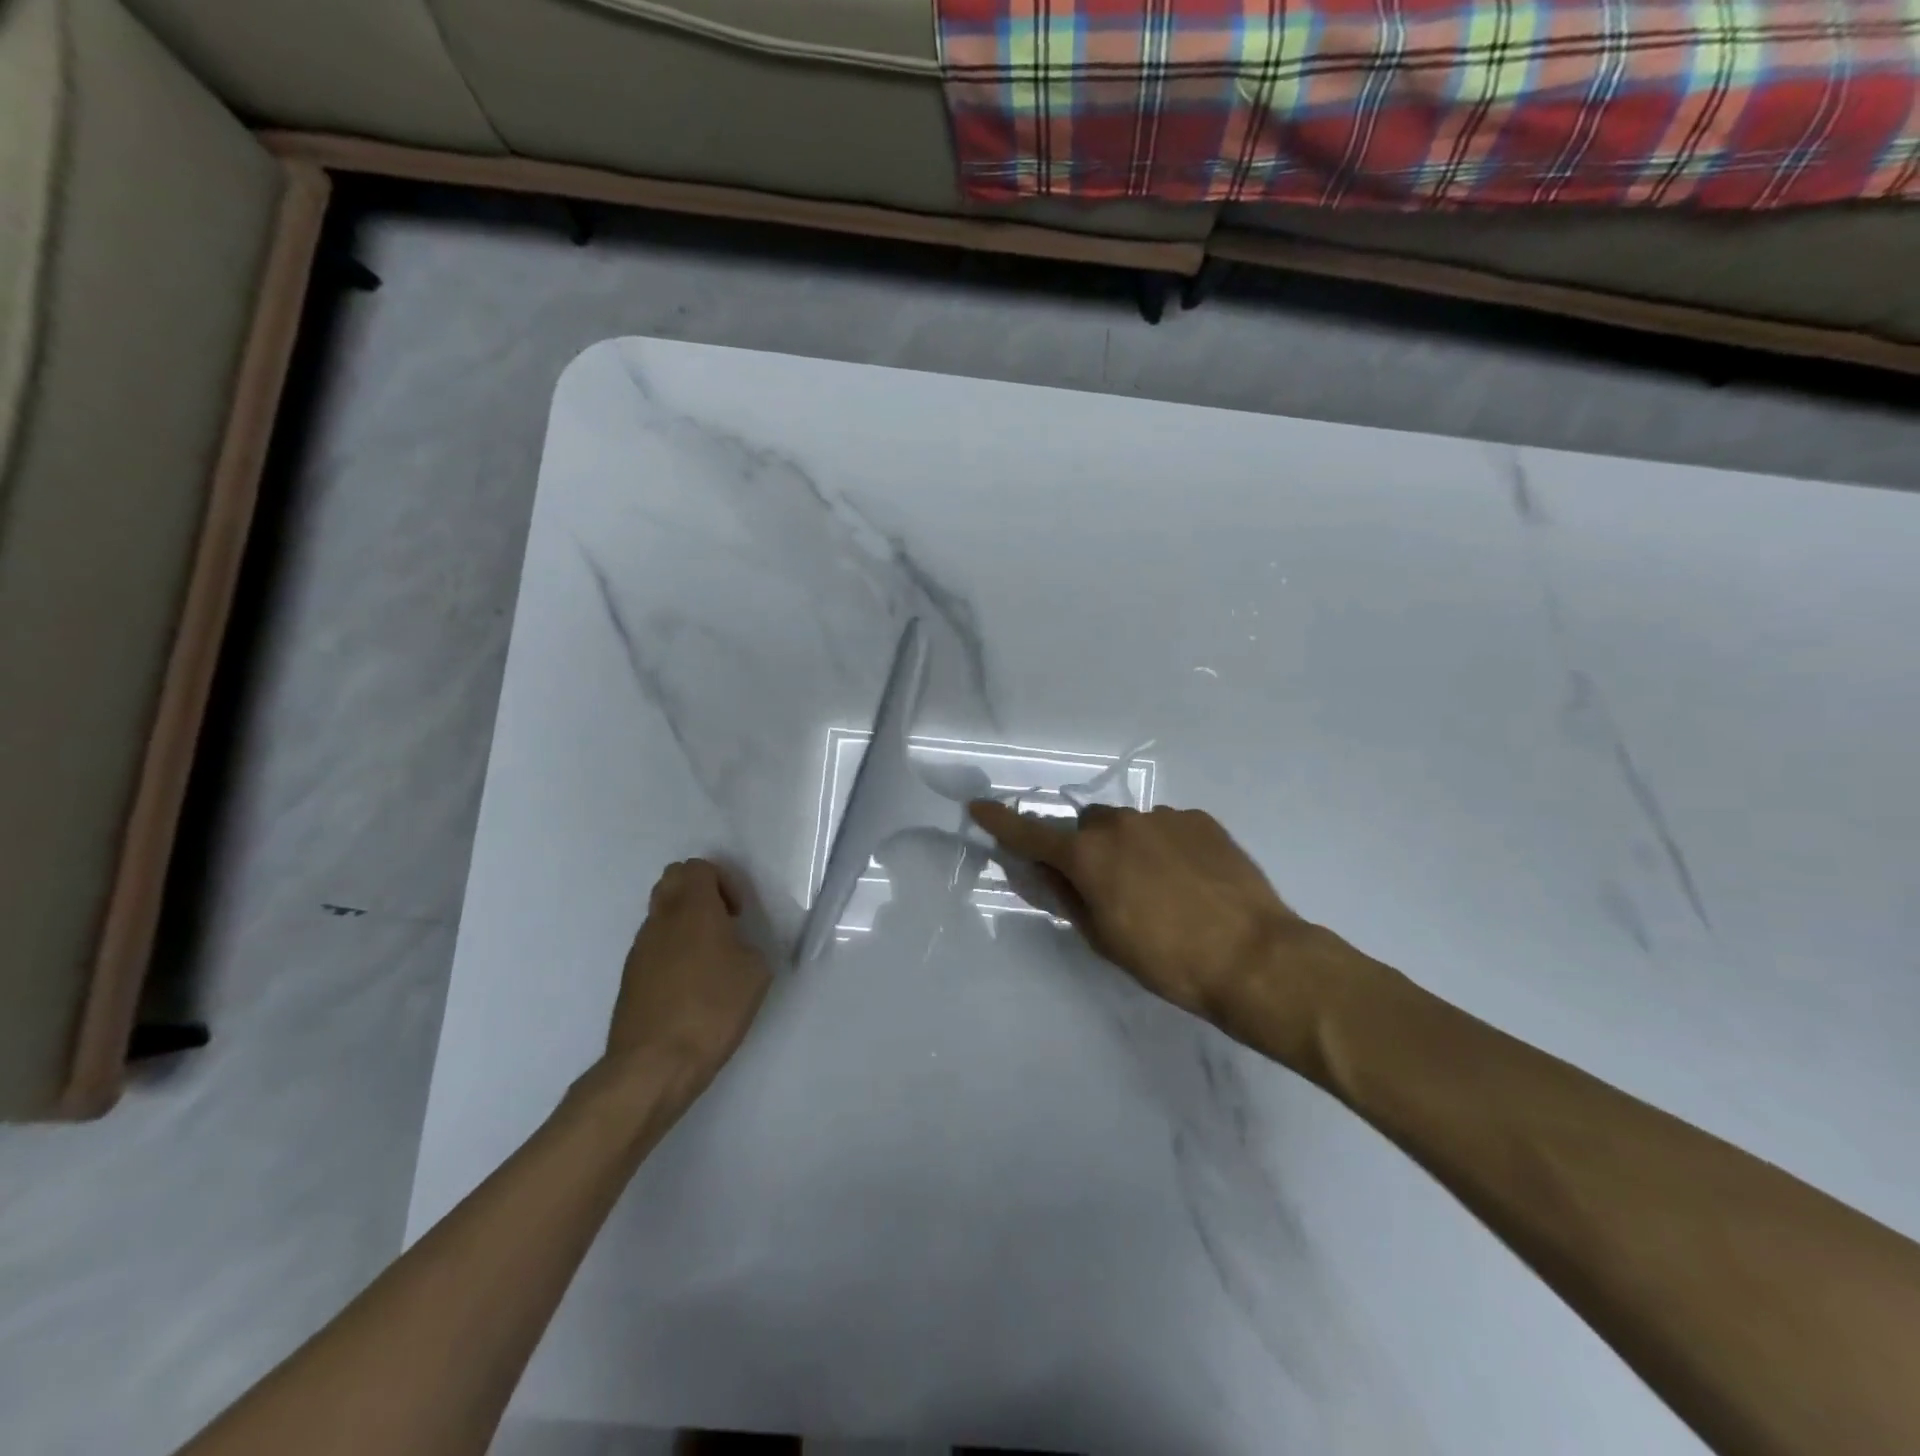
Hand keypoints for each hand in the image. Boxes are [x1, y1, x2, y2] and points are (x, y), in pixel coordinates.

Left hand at [603, 859, 771, 1095]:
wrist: (655, 1064)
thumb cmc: (712, 1009)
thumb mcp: (755, 972)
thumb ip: (747, 945)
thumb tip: (734, 946)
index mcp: (693, 909)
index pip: (698, 867)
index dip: (723, 881)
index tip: (738, 914)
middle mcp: (661, 919)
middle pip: (672, 880)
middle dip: (699, 892)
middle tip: (722, 923)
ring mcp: (639, 948)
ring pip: (660, 912)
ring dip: (684, 921)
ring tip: (708, 957)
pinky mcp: (630, 976)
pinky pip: (653, 944)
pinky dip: (671, 949)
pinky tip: (689, 984)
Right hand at [968, 801, 1330, 1031]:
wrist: (1256, 958)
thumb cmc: (1169, 961)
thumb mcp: (1104, 939)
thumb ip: (1067, 898)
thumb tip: (1043, 872)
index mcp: (1089, 856)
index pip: (1031, 834)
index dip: (1001, 823)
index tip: (979, 807)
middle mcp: (1121, 825)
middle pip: (1086, 826)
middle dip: (1086, 848)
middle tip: (1107, 886)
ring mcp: (1164, 817)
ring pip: (1129, 826)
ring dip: (1129, 848)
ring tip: (1160, 889)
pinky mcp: (1201, 821)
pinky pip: (1167, 827)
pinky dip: (1165, 847)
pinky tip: (1190, 881)